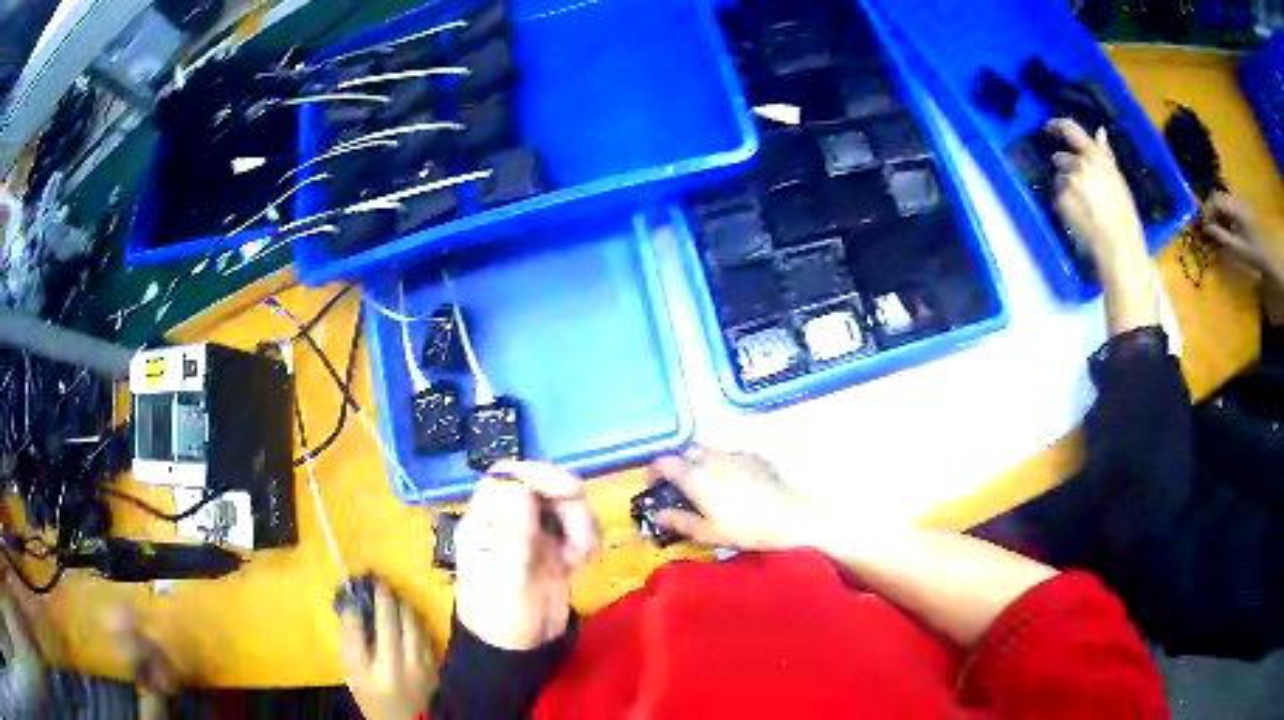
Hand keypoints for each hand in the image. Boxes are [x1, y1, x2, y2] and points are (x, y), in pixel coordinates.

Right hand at [338, 580, 434, 719]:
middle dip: (389, 596)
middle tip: (379, 580)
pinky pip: (426, 635)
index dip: (372, 599)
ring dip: (403, 605)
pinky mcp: (435, 667)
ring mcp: (424, 666)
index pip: (375, 624)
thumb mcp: (351, 670)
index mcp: (380, 667)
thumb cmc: (370, 694)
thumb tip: (351, 603)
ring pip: (416, 625)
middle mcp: (405, 665)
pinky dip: (414, 621)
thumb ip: (350, 637)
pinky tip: (405, 614)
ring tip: (391, 593)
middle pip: (399, 620)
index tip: (366, 580)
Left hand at [454, 461, 598, 650]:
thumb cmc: (501, 617)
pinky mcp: (554, 548)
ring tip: (584, 554)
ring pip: (563, 503)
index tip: (570, 491)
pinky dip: (586, 536)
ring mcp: (531, 533)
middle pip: (541, 485)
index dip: (538, 475)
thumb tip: (521, 487)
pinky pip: (576, 526)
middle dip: (568, 503)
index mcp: (485, 521)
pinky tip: (584, 559)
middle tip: (583, 537)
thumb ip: (513, 532)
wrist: (517, 652)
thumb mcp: (505, 578)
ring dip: (581, 521)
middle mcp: (508, 520)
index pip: (507, 476)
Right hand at [649, 446, 816, 550]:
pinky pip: (731, 453)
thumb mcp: (709, 533)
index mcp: (697, 478)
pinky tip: (731, 477)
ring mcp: (735, 455)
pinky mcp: (754, 457)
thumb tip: (658, 515)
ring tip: (704, 477)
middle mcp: (713, 460)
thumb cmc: (746, 528)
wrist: (790, 516)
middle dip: (678, 462)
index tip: (652, 481)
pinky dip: (723, 461)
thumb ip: (681, 522)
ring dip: (700, 459)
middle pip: (687, 451)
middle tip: (677, 481)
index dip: (654, 469)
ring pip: (709, 449)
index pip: (666, 463)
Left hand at [1048, 118, 1148, 279]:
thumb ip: (1106, 155)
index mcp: (1096, 157)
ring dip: (1065, 187)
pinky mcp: (1060, 199)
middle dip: (1067, 170)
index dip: (1057, 125)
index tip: (1049, 127)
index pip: (1071, 130)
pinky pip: (1056, 196)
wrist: (1118, 246)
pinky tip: (1078, 216)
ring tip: (1083, 207)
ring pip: (1058, 178)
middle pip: (1060, 159)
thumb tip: (1099, 132)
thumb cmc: (1124, 216)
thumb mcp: (1118, 180)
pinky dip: (1063, 203)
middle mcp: (1079, 164)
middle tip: (1082, 190)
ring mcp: (1068, 181)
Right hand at [1203, 193, 1279, 277]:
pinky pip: (1229, 202)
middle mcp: (1236, 199)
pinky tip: (1227, 225)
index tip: (1204, 225)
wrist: (1268, 255)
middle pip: (1217, 196)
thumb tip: (1207, 228)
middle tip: (1209, 226)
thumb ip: (1221, 236)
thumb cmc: (1254, 253)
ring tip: (1218, 227)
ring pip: (1223, 198)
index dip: (1206, 210)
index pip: (1214, 200)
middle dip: (1211, 209)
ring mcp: (1240, 202)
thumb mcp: (1237, 248)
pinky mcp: (1243, 206)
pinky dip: (1225, 211)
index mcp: (1234, 208)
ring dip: (1218, 210)